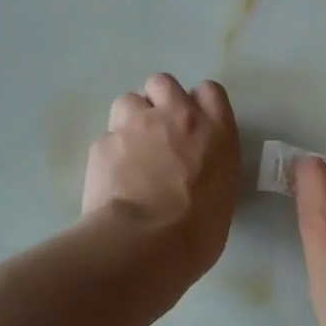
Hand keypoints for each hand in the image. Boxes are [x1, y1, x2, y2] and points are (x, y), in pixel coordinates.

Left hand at [83, 74, 239, 293]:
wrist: (146, 242)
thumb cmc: (198, 232)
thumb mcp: (222, 197)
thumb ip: (210, 170)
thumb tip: (195, 176)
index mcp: (216, 132)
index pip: (210, 93)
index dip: (197, 105)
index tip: (192, 126)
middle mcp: (177, 117)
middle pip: (163, 83)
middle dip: (158, 101)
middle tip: (157, 133)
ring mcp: (137, 125)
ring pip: (128, 101)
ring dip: (130, 120)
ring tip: (129, 152)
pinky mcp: (103, 142)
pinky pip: (106, 137)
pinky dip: (109, 153)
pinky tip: (111, 178)